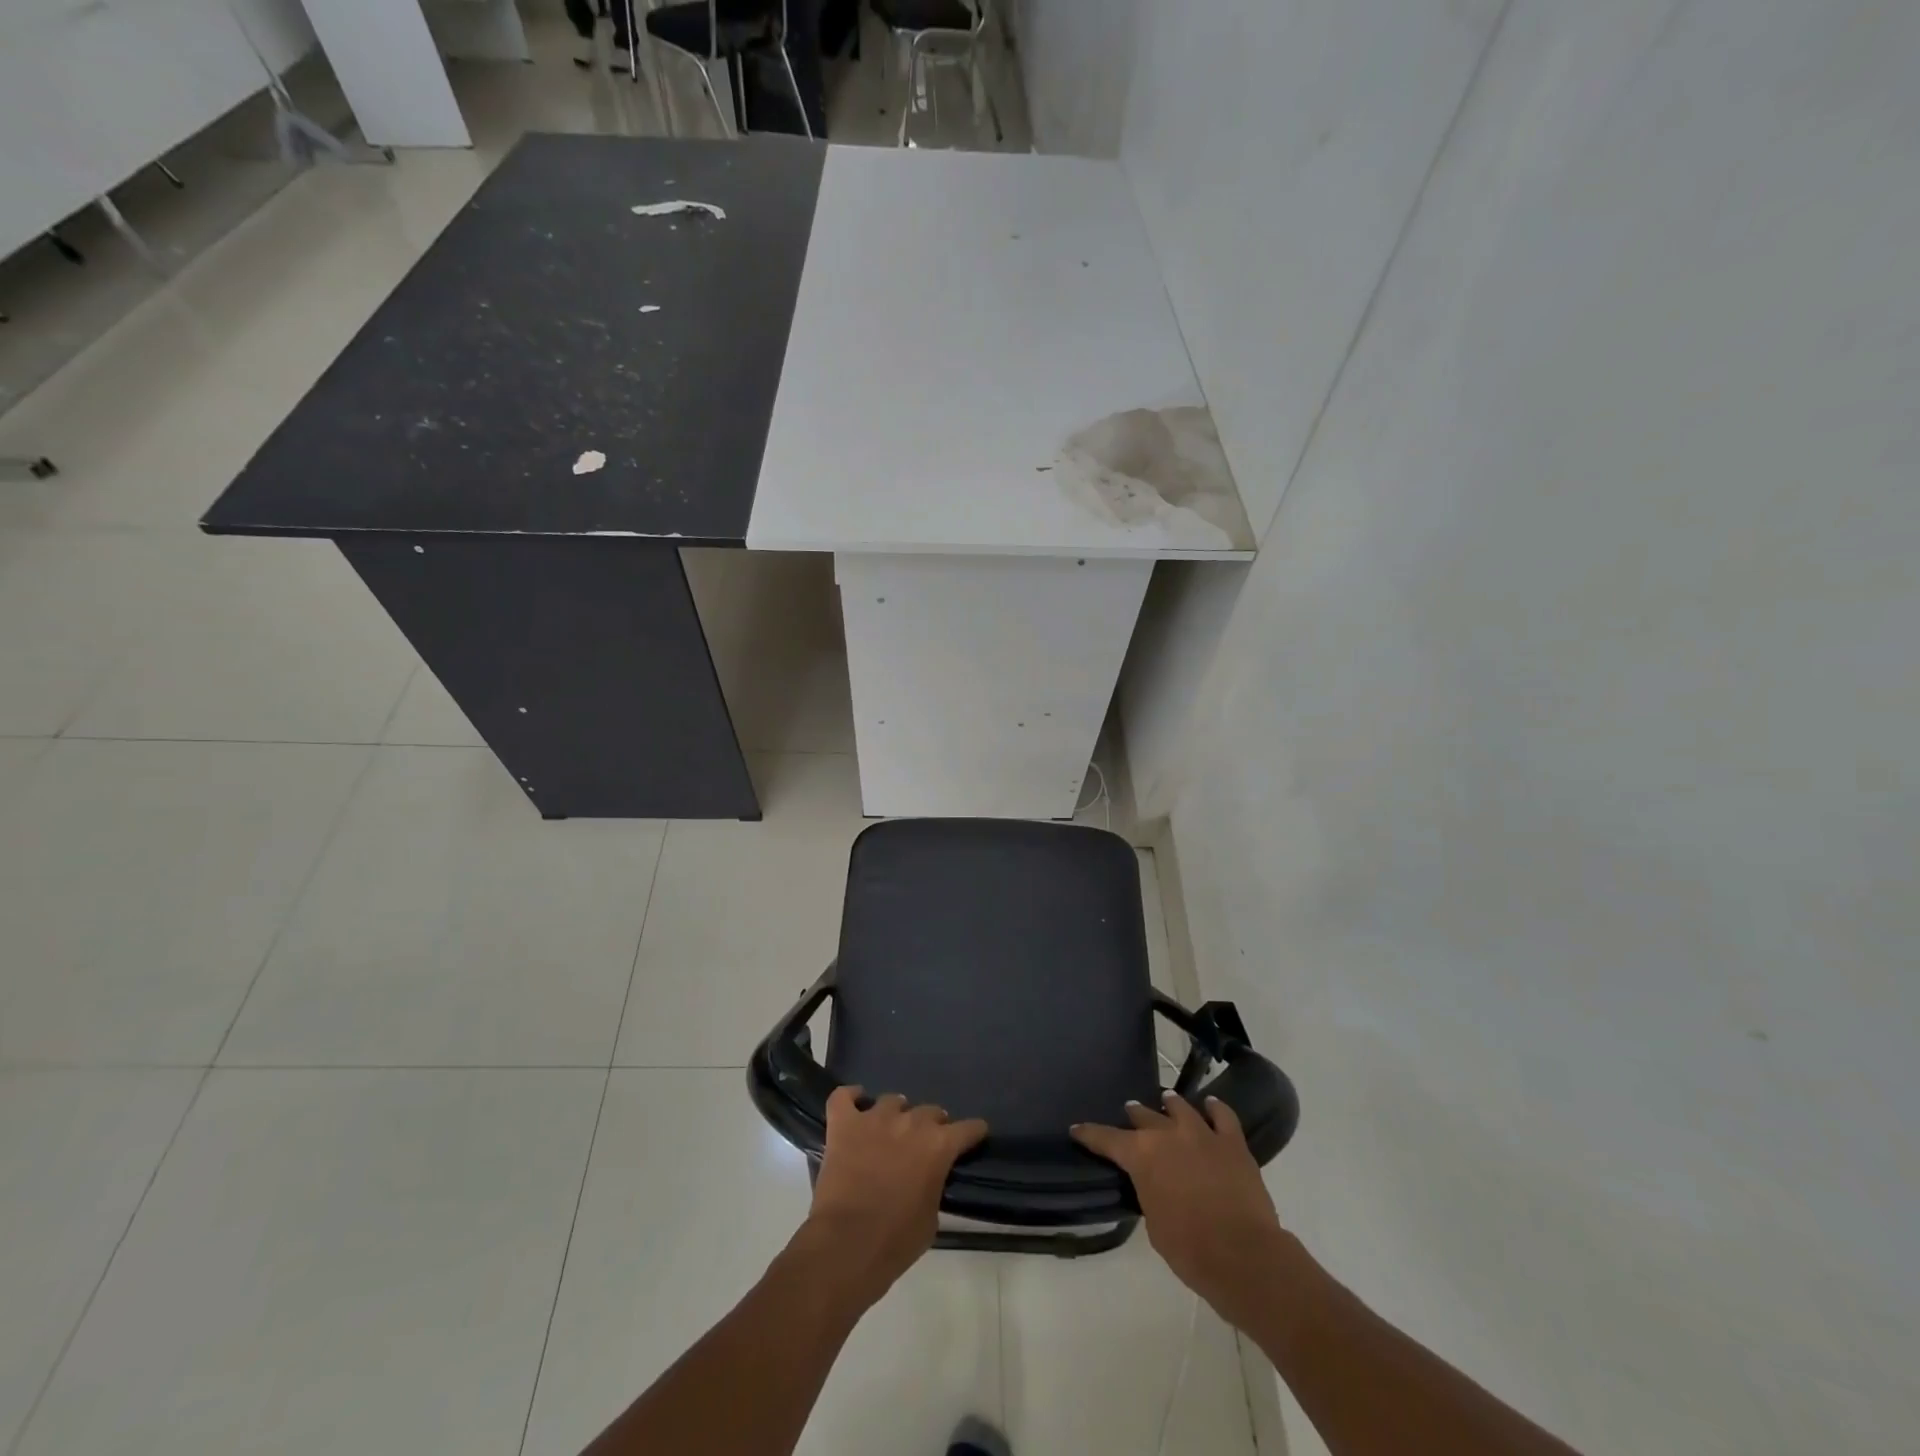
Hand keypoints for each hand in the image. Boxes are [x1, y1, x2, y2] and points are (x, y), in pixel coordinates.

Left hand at [799, 1087, 987, 1307]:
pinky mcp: (844, 1124)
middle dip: (931, 1125)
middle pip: (930, 1111)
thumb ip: (933, 1185)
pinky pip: (844, 1097)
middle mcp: (911, 1123)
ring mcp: (874, 1119)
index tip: (974, 1135)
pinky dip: (850, 1097)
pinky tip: (854, 1103)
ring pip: (892, 1101)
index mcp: (938, 1146)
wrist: (846, 1245)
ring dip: (896, 1114)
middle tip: (923, 1144)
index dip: (972, 1132)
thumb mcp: (931, 1218)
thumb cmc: (896, 1241)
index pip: (967, 1128)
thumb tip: (927, 1177)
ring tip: (890, 1127)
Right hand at [1071, 1092, 1295, 1330]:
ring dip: (1170, 1105)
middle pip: (1144, 1116)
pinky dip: (1215, 1108)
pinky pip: (1223, 1115)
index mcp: (1142, 1155)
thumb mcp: (1154, 1224)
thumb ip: (1149, 1192)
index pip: (1107, 1138)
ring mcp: (1202, 1133)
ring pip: (1180, 1107)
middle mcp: (1168, 1134)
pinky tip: (1211, 1105)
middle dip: (1135, 1116)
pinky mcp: (1232, 1142)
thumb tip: (1154, 1182)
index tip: (1077, 1129)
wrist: (1243, 1256)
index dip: (1090, 1134)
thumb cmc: (1189, 1249)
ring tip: (1166, 1101)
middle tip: (1131, 1114)